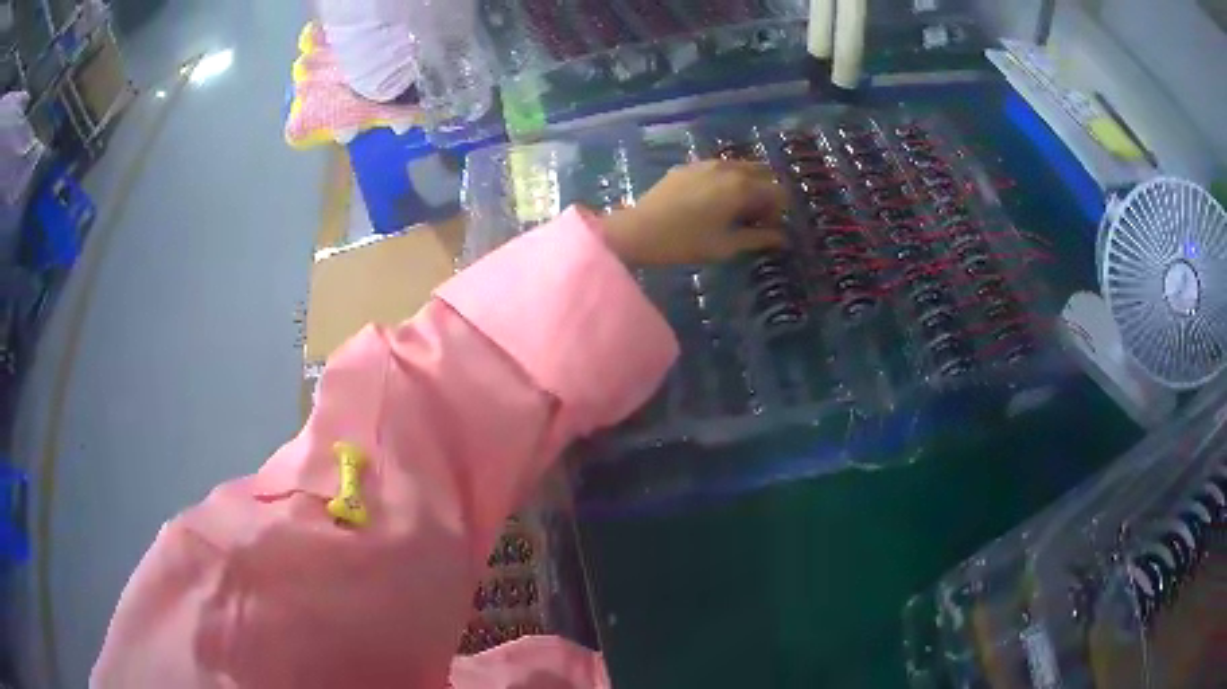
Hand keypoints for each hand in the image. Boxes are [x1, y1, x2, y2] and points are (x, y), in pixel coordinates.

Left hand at [597, 160, 788, 264]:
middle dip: (765, 193)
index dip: (778, 211)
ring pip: (739, 167)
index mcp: (743, 187)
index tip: (768, 228)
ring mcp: (706, 163)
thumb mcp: (727, 245)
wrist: (639, 230)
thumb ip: (759, 239)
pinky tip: (711, 201)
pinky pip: (717, 168)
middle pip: (762, 173)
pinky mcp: (688, 166)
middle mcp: (728, 168)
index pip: (777, 192)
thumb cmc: (687, 242)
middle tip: (754, 218)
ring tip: (734, 209)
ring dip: (746, 184)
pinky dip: (725, 180)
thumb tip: (783, 239)